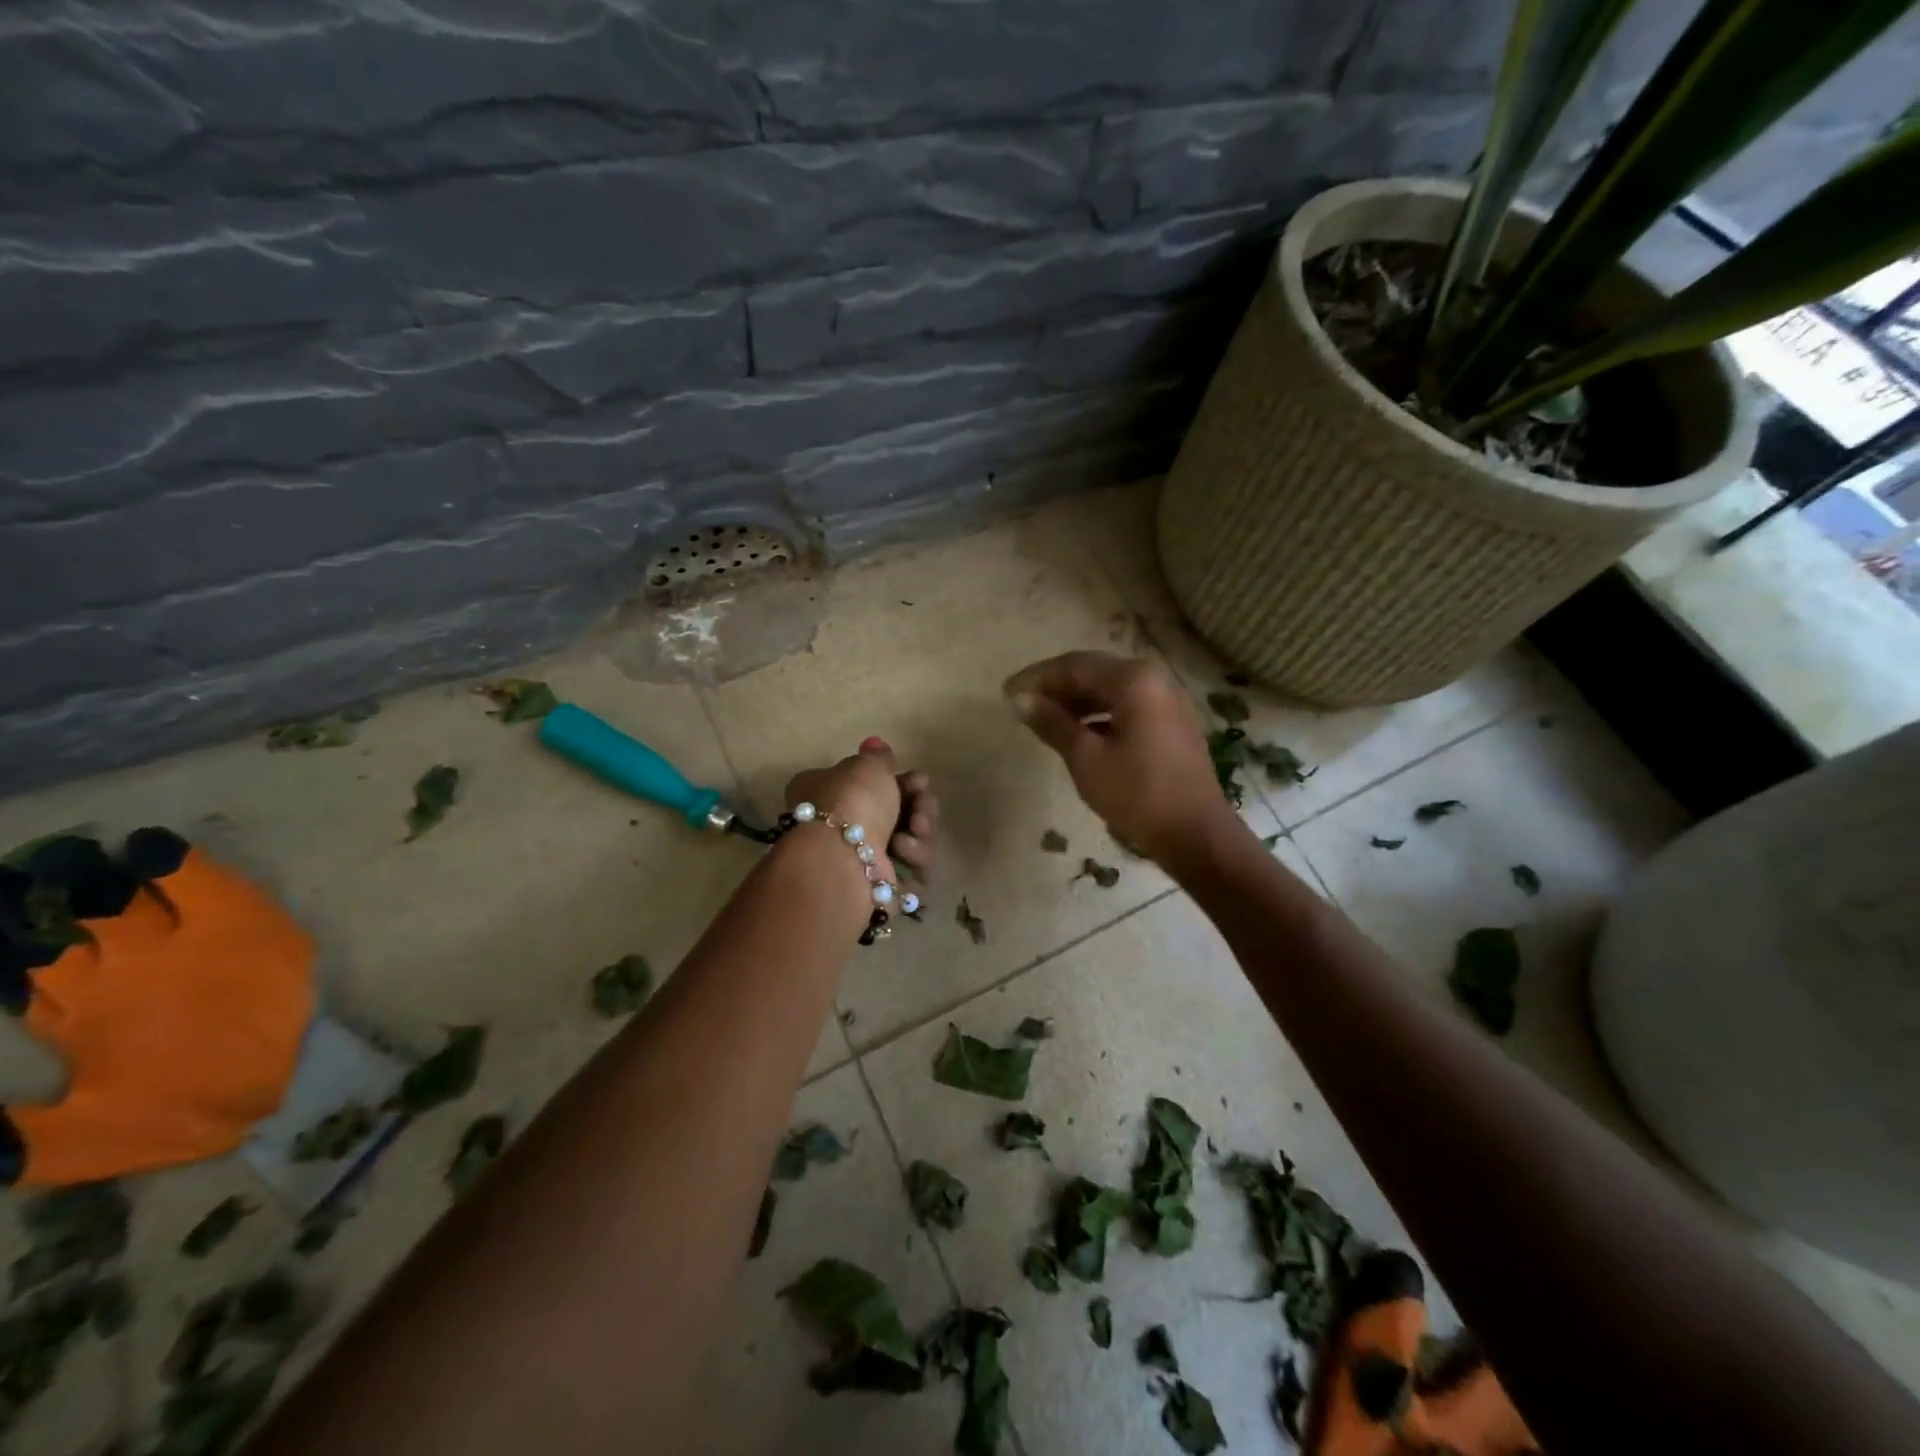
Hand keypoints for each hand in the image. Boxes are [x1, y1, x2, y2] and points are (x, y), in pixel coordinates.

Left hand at [784, 740, 938, 883]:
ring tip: (913, 832)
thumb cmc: (852, 801)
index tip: (921, 781)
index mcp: (826, 793)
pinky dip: (914, 858)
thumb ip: (879, 757)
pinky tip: (905, 853)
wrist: (843, 856)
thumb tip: (875, 745)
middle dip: (918, 808)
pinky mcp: (879, 886)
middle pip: (897, 813)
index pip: (873, 785)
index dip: (903, 782)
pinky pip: (911, 868)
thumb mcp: (867, 765)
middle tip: (922, 806)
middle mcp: (839, 826)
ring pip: (909, 841)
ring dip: (919, 832)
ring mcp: (860, 859)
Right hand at [1004, 652, 1236, 866]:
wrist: (1196, 835)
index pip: (1074, 666)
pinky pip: (1128, 704)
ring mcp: (1168, 699)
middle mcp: (1155, 678)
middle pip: (1094, 671)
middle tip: (1021, 702)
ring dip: (1077, 699)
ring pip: (1111, 688)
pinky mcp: (1172, 722)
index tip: (1006, 692)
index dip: (1037, 678)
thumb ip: (1052, 723)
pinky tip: (1079, 730)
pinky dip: (1099, 712)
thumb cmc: (1137, 794)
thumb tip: (1019, 700)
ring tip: (1044, 717)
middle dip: (1056, 685)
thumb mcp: (1086, 758)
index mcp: (1134, 680)